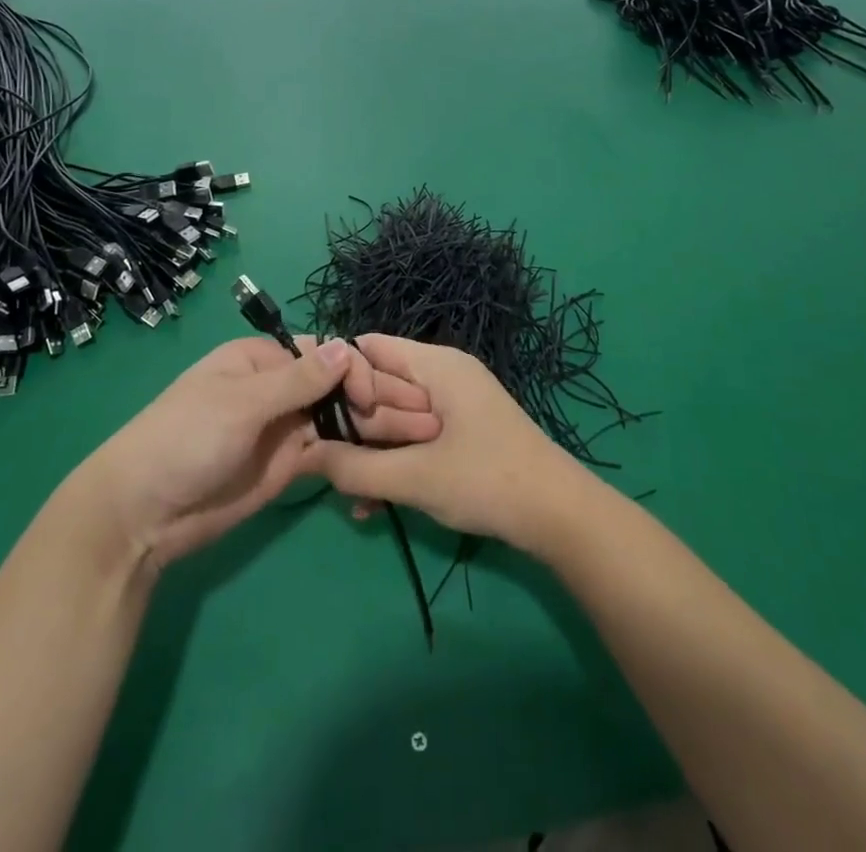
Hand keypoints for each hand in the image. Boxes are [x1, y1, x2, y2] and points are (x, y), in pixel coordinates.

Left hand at [72, 336, 439, 573]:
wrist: (142, 514)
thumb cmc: (186, 438)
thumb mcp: (241, 402)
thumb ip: (297, 379)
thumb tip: (347, 347)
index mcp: (261, 359)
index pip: (322, 353)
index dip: (357, 369)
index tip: (383, 393)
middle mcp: (276, 387)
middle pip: (337, 386)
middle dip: (379, 397)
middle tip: (426, 416)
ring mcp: (283, 428)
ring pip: (340, 419)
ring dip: (378, 425)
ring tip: (423, 435)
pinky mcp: (287, 464)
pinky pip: (330, 451)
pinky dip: (359, 452)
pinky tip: (393, 456)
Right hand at [301, 335, 593, 553]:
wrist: (561, 517)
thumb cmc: (488, 482)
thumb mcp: (416, 478)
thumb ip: (356, 466)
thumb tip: (304, 457)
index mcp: (436, 365)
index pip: (369, 348)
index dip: (340, 378)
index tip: (317, 417)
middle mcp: (443, 374)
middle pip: (379, 385)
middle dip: (355, 426)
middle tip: (334, 465)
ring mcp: (454, 404)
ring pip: (393, 417)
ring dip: (371, 453)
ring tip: (354, 498)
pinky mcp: (460, 432)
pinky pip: (413, 438)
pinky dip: (394, 464)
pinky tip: (374, 508)